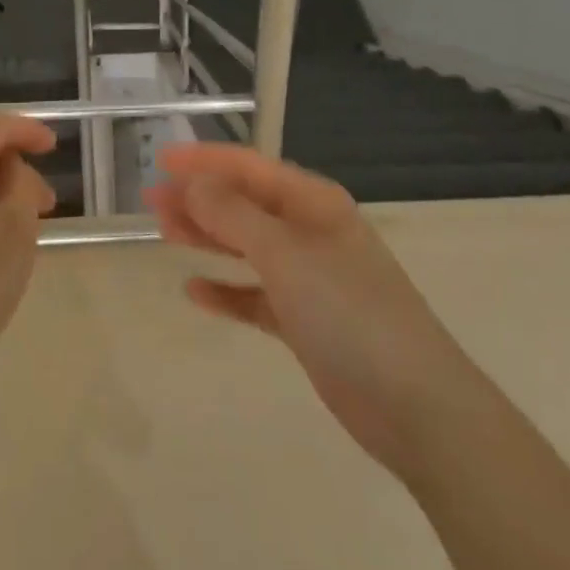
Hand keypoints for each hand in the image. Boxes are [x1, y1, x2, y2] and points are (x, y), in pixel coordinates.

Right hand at [148, 143, 484, 477]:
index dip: (204, 160)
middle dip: (198, 198)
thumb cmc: (349, 312)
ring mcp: (308, 278)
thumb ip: (233, 215)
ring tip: (163, 232)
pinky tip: (194, 291)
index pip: (249, 167)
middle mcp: (309, 232)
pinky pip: (255, 295)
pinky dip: (227, 290)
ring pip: (245, 246)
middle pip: (243, 204)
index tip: (161, 160)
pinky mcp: (305, 322)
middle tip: (151, 200)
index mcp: (312, 203)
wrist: (418, 409)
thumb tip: (193, 182)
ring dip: (206, 237)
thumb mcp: (284, 254)